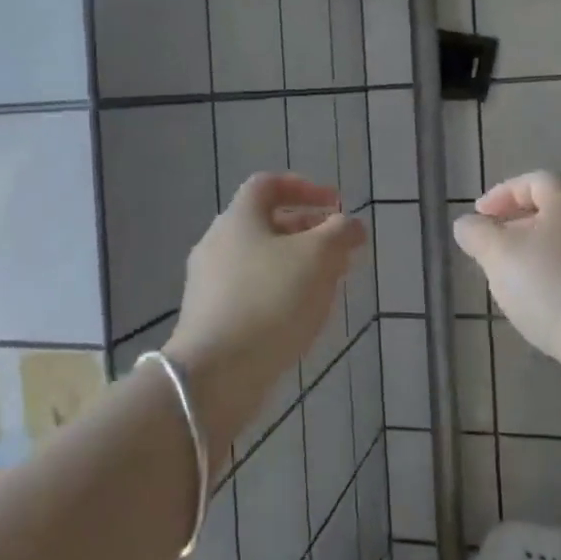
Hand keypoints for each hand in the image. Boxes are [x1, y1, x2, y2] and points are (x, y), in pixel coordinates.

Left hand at [167, 174, 365, 453]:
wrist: (216, 374)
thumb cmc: (271, 300)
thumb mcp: (318, 257)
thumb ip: (340, 233)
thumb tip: (351, 225)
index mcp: (238, 218)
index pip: (269, 184)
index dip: (305, 188)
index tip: (336, 205)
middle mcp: (217, 244)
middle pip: (267, 224)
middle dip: (308, 231)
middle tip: (340, 249)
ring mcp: (209, 284)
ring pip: (261, 260)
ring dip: (297, 264)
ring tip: (329, 284)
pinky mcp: (210, 318)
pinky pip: (251, 292)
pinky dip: (280, 292)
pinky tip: (301, 316)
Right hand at [454, 170, 560, 370]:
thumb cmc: (552, 286)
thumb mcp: (499, 255)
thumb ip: (477, 234)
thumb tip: (467, 224)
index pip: (535, 180)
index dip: (503, 193)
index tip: (480, 215)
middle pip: (554, 212)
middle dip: (519, 225)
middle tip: (493, 248)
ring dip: (538, 254)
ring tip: (514, 280)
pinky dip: (558, 278)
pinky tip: (545, 305)